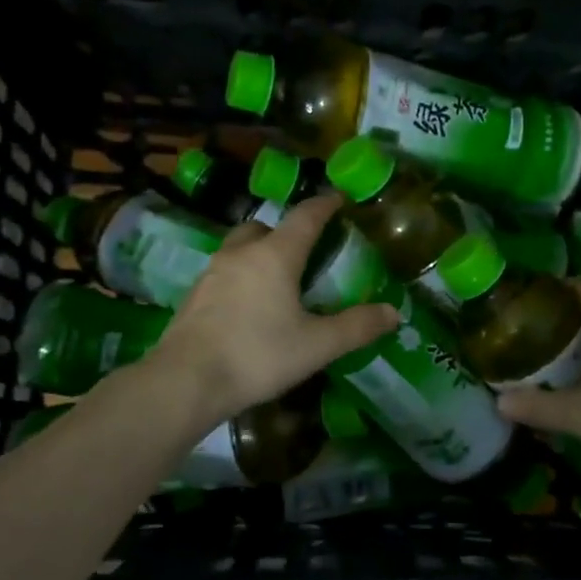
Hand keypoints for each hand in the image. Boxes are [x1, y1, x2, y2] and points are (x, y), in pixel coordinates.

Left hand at [147, 194, 397, 426]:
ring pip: (240, 248)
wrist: (187, 381)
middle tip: (305, 251)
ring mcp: (212, 272)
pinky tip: (249, 306)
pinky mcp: (194, 295)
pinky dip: (241, 277)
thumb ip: (357, 327)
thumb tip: (393, 312)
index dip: (325, 205)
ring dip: (259, 253)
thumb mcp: (317, 345)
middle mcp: (241, 253)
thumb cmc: (258, 355)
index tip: (339, 199)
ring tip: (277, 280)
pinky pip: (224, 272)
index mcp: (275, 255)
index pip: (305, 216)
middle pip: (264, 226)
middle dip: (286, 231)